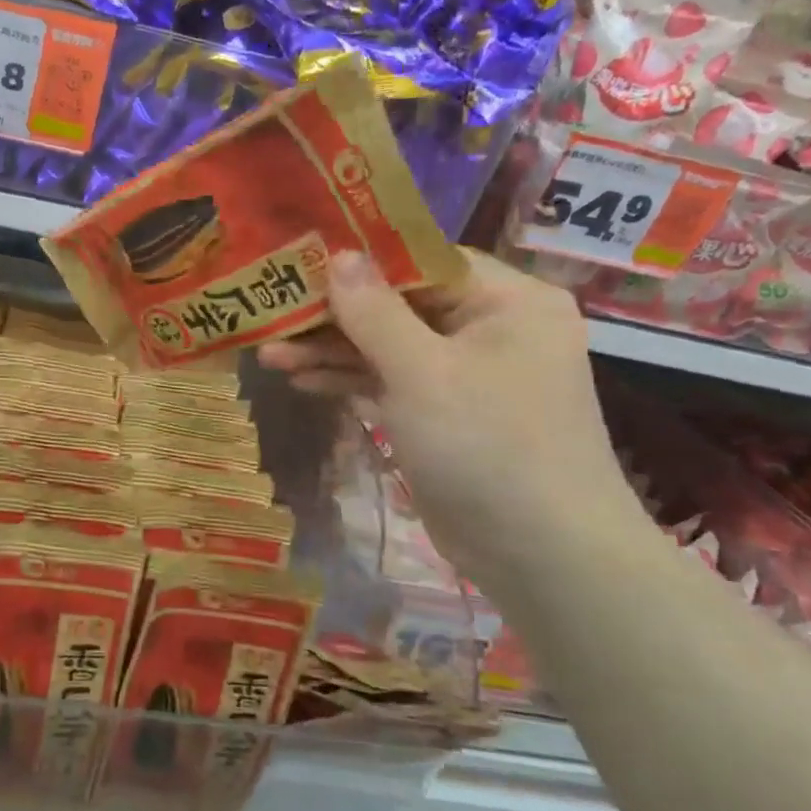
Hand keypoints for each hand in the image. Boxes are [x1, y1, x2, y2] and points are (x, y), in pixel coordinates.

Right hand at [259, 251, 647, 590]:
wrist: (541, 556)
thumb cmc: (488, 446)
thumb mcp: (422, 373)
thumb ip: (374, 312)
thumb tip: (338, 254)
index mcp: (506, 301)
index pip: (423, 261)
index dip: (360, 261)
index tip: (300, 261)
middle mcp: (489, 329)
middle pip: (398, 306)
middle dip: (333, 316)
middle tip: (271, 316)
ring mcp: (466, 374)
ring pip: (388, 347)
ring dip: (331, 352)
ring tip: (269, 354)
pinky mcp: (443, 414)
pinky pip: (390, 382)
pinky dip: (349, 382)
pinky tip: (300, 380)